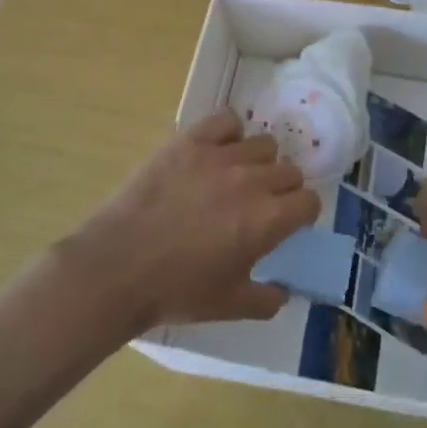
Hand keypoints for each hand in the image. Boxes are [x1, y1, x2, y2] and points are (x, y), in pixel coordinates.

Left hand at [62, 110, 318, 330]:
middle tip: (259, 204)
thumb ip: (267, 300)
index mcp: (267, 220)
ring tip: (236, 177)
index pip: (309, 201)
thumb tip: (285, 291)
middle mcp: (252, 181)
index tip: (286, 222)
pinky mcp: (190, 141)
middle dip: (282, 189)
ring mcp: (220, 156)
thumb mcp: (229, 306)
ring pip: (263, 144)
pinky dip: (230, 132)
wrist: (117, 268)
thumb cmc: (175, 291)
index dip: (301, 213)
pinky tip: (217, 150)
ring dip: (258, 161)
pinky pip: (227, 120)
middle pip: (289, 171)